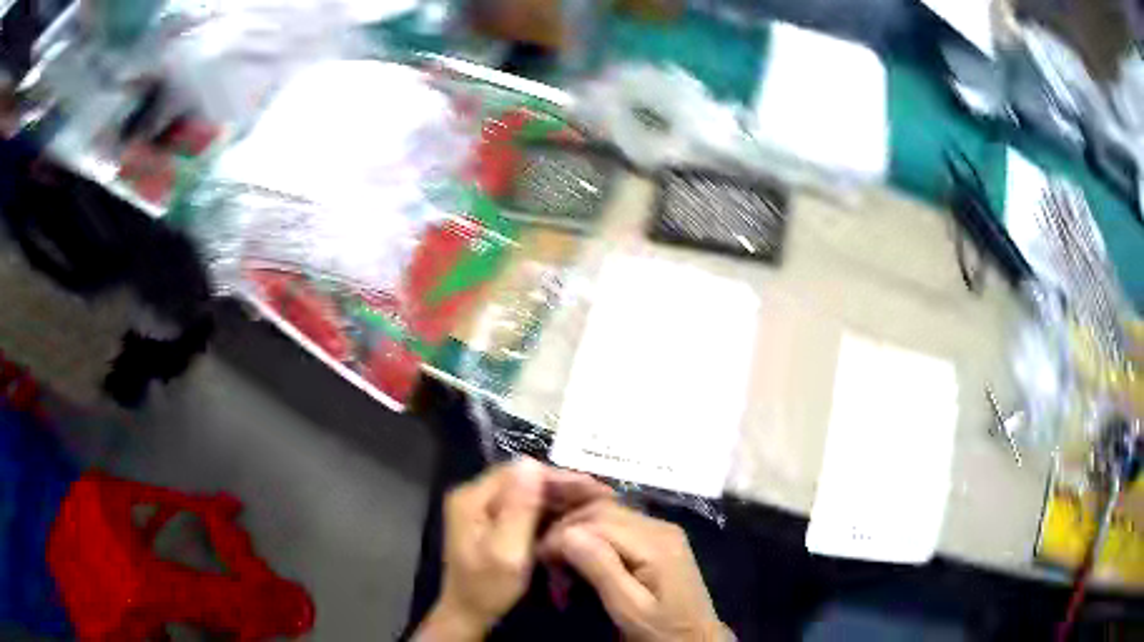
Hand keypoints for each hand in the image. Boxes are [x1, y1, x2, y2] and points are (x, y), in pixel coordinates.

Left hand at [415, 459, 612, 640]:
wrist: (468, 614)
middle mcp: (472, 495)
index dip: (558, 476)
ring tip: (593, 503)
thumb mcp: (506, 551)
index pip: (519, 472)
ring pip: (525, 491)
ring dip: (558, 497)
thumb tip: (530, 461)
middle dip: (562, 486)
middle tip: (602, 495)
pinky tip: (570, 516)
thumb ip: (519, 509)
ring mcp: (479, 508)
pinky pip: (522, 506)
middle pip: (523, 479)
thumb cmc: (487, 588)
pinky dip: (547, 510)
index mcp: (471, 498)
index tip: (594, 486)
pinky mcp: (488, 521)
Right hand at [541, 501, 728, 641]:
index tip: (540, 562)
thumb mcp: (630, 609)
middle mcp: (659, 526)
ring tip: (560, 562)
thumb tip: (566, 534)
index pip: (595, 520)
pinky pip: (615, 523)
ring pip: (605, 511)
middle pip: (599, 510)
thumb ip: (601, 569)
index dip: (561, 535)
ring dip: (576, 531)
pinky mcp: (657, 538)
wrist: (694, 639)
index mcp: (655, 543)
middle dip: (565, 531)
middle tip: (549, 566)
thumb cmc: (661, 630)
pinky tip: (577, 552)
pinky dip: (590, 533)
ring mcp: (660, 530)